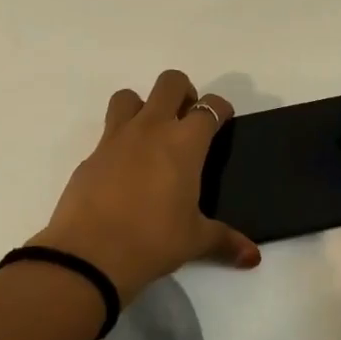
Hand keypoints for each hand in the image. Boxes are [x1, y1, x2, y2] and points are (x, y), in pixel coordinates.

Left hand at [32, 70, 260, 300]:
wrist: (89, 255)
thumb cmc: (153, 241)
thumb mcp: (195, 241)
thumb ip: (225, 241)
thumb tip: (252, 256)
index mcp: (184, 143)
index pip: (210, 107)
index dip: (220, 109)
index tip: (223, 120)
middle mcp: (151, 129)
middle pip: (169, 83)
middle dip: (183, 93)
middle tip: (187, 121)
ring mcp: (116, 139)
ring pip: (128, 97)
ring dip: (143, 106)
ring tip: (151, 137)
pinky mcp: (91, 156)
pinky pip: (108, 133)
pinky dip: (120, 142)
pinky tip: (125, 173)